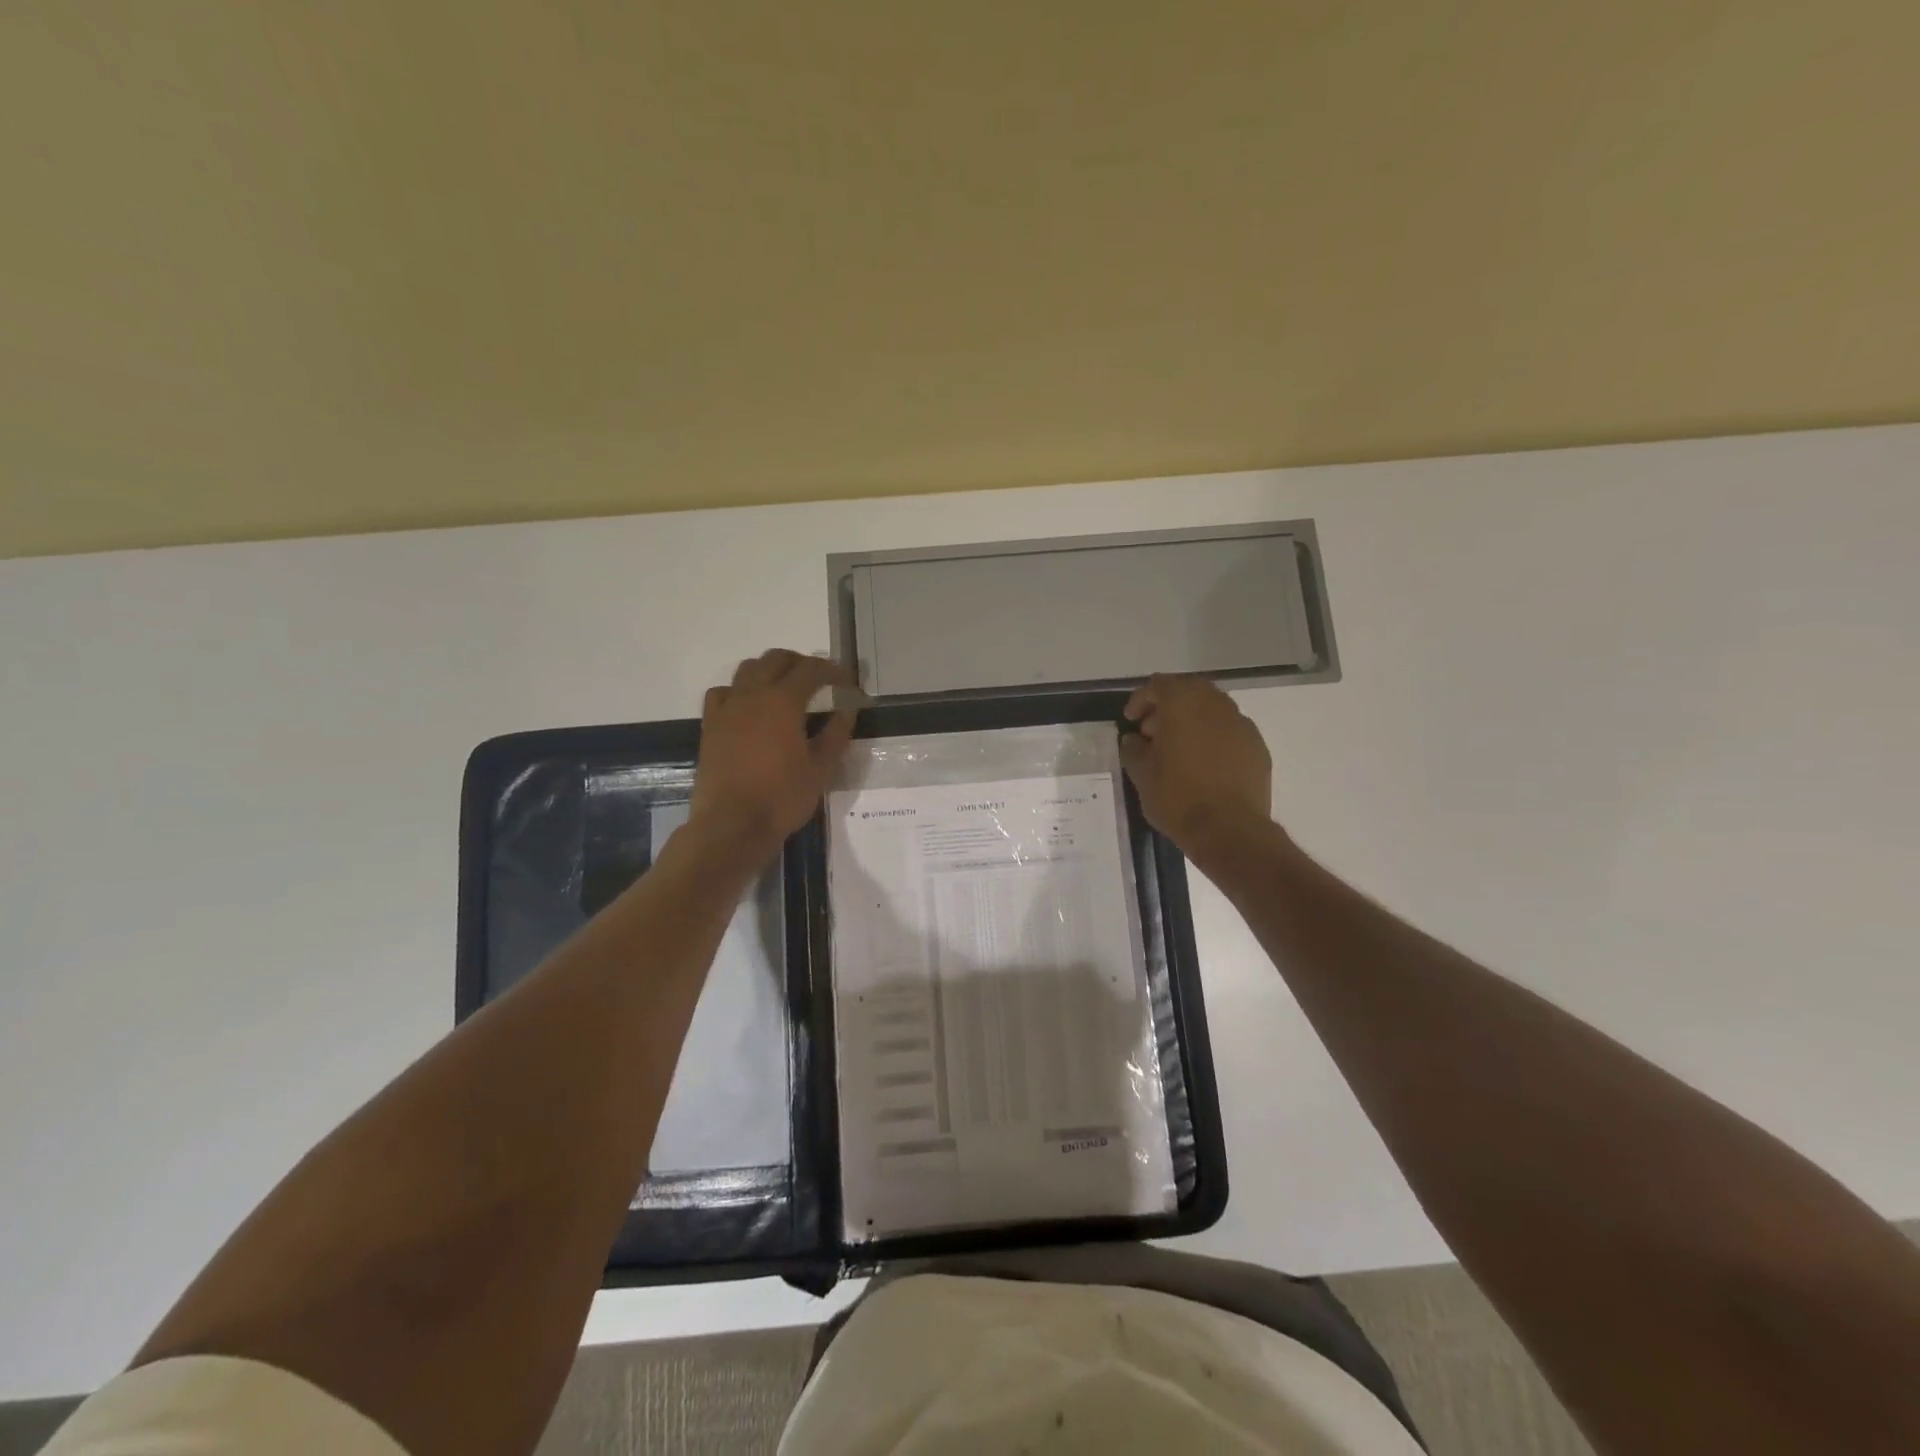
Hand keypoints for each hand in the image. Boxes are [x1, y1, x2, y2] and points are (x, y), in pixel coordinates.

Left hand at [689, 650, 856, 859]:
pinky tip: (749, 706)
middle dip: (801, 663)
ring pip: (747, 669)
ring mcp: (727, 708)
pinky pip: (723, 692)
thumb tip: (847, 711)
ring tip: (785, 687)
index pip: (811, 670)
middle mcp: (752, 695)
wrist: (732, 825)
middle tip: (819, 680)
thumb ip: (836, 735)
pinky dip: (740, 689)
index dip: (832, 670)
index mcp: (783, 702)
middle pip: (777, 659)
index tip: (847, 681)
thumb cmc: (782, 798)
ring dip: (770, 670)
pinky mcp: (710, 726)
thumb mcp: (821, 770)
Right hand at [1119, 674, 1273, 856]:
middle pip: (1189, 689)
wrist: (1230, 831)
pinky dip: (1213, 736)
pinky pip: (1230, 730)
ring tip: (1177, 748)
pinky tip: (1203, 762)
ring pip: (1212, 708)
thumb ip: (1133, 749)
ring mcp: (1242, 725)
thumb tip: (1133, 739)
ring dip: (1192, 719)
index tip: (1131, 720)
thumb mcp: (1141, 775)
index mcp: (1184, 704)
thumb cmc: (1178, 798)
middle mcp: (1216, 705)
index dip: (1141, 699)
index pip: (1159, 685)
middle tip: (1153, 730)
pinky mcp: (1258, 747)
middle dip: (1168, 705)